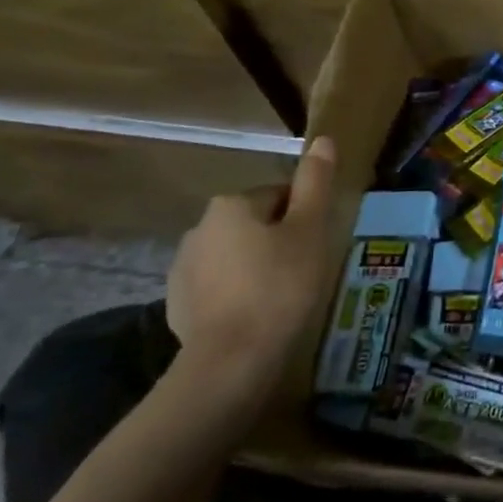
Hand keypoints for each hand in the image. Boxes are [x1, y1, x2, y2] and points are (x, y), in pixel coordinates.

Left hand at [165, 137, 338, 410]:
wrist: (230, 361)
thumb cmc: (280, 287)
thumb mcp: (310, 230)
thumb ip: (316, 183)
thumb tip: (324, 140)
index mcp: (231, 204)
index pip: (280, 195)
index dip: (305, 218)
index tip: (319, 245)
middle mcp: (199, 228)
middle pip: (256, 224)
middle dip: (280, 241)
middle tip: (306, 270)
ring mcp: (183, 268)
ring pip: (236, 255)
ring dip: (258, 267)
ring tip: (284, 297)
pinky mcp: (178, 304)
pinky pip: (219, 286)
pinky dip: (238, 294)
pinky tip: (257, 316)